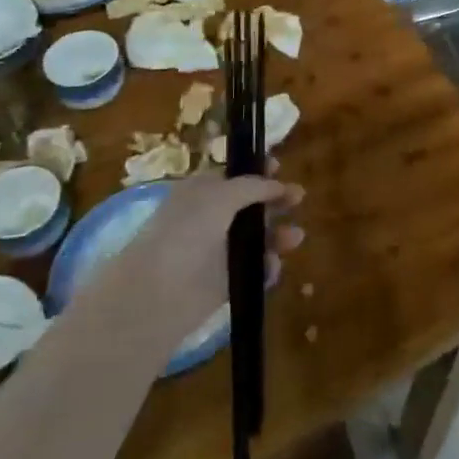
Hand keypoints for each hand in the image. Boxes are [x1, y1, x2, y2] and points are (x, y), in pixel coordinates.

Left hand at [74, 170, 303, 354]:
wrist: (159, 291)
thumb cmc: (187, 231)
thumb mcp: (220, 196)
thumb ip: (252, 186)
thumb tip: (276, 184)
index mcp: (200, 192)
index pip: (233, 177)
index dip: (257, 172)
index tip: (280, 167)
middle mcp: (208, 219)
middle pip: (249, 207)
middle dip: (275, 201)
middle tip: (299, 198)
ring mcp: (216, 252)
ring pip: (255, 239)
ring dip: (277, 235)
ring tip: (295, 237)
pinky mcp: (224, 283)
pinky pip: (253, 271)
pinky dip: (266, 268)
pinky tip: (271, 267)